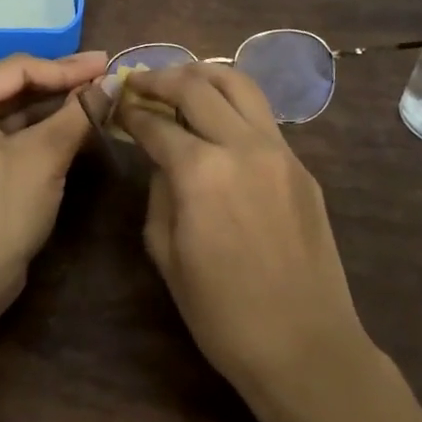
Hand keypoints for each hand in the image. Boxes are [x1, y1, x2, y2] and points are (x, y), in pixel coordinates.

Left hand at [0, 51, 108, 287]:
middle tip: (105, 73)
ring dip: (55, 104)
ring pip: (14, 110)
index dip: (66, 67)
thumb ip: (78, 113)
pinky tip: (75, 122)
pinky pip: (10, 133)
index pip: (18, 69)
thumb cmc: (1, 210)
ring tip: (97, 94)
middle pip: (15, 86)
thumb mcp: (44, 156)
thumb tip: (113, 82)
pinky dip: (41, 128)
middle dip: (61, 82)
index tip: (106, 63)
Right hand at [116, 62, 369, 397]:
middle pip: (197, 85)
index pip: (156, 123)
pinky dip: (233, 104)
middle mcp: (242, 146)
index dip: (130, 111)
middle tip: (142, 83)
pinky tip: (218, 121)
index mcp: (201, 171)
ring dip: (203, 75)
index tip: (116, 105)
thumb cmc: (221, 313)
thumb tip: (163, 158)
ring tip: (181, 82)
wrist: (304, 346)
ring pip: (239, 84)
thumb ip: (159, 191)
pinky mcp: (302, 166)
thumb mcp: (167, 253)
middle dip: (162, 78)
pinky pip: (262, 117)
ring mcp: (279, 151)